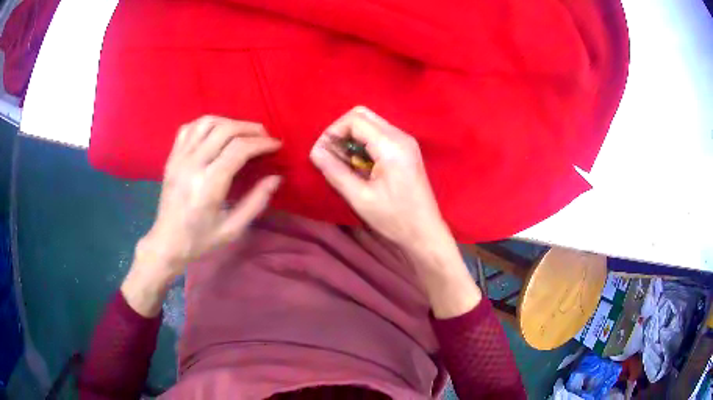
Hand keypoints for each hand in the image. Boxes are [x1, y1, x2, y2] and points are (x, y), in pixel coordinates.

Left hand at [123, 116, 280, 315]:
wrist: (167, 242)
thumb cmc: (200, 240)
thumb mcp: (232, 229)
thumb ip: (256, 202)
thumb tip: (275, 177)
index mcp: (208, 185)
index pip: (238, 149)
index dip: (261, 143)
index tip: (276, 145)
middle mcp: (192, 165)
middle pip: (225, 130)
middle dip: (250, 128)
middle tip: (264, 136)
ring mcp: (179, 158)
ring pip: (206, 123)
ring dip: (229, 122)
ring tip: (242, 132)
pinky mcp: (171, 157)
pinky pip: (189, 128)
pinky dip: (206, 123)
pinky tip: (216, 132)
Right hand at [310, 106, 450, 252]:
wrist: (425, 232)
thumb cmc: (394, 219)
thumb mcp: (360, 198)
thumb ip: (335, 171)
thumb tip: (315, 152)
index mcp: (391, 145)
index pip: (355, 120)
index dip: (332, 132)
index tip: (321, 153)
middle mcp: (401, 136)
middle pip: (363, 115)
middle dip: (341, 131)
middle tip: (331, 155)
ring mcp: (406, 141)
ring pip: (371, 123)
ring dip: (351, 137)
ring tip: (343, 162)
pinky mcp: (407, 149)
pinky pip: (379, 134)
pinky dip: (363, 143)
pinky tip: (359, 164)